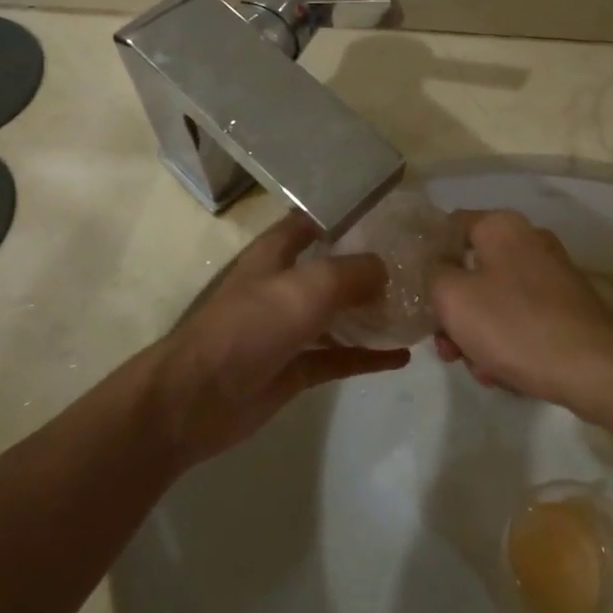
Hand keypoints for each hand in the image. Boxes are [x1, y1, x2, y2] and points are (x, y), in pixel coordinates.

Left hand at [145, 212, 404, 467]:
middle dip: (369, 265)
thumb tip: (385, 270)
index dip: (347, 214)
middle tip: (416, 264)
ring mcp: (289, 328)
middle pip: (332, 268)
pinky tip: (402, 357)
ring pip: (338, 314)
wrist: (197, 398)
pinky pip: (339, 357)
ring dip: (372, 312)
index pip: (314, 220)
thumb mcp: (308, 286)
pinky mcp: (294, 368)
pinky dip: (368, 357)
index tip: (389, 214)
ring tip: (415, 308)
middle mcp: (284, 284)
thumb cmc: (251, 326)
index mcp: (277, 253)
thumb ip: (353, 272)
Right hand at [431, 210, 612, 412]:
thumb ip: (432, 274)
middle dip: (453, 311)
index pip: (450, 227)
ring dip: (478, 334)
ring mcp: (552, 274)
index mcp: (501, 227)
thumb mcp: (453, 298)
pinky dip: (508, 342)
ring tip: (479, 369)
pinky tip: (504, 374)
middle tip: (447, 347)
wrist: (594, 368)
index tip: (417, 292)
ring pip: (496, 299)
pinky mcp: (568, 306)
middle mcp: (529, 241)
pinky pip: (522, 318)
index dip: (428, 258)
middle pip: (472, 270)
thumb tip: (437, 267)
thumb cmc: (514, 325)